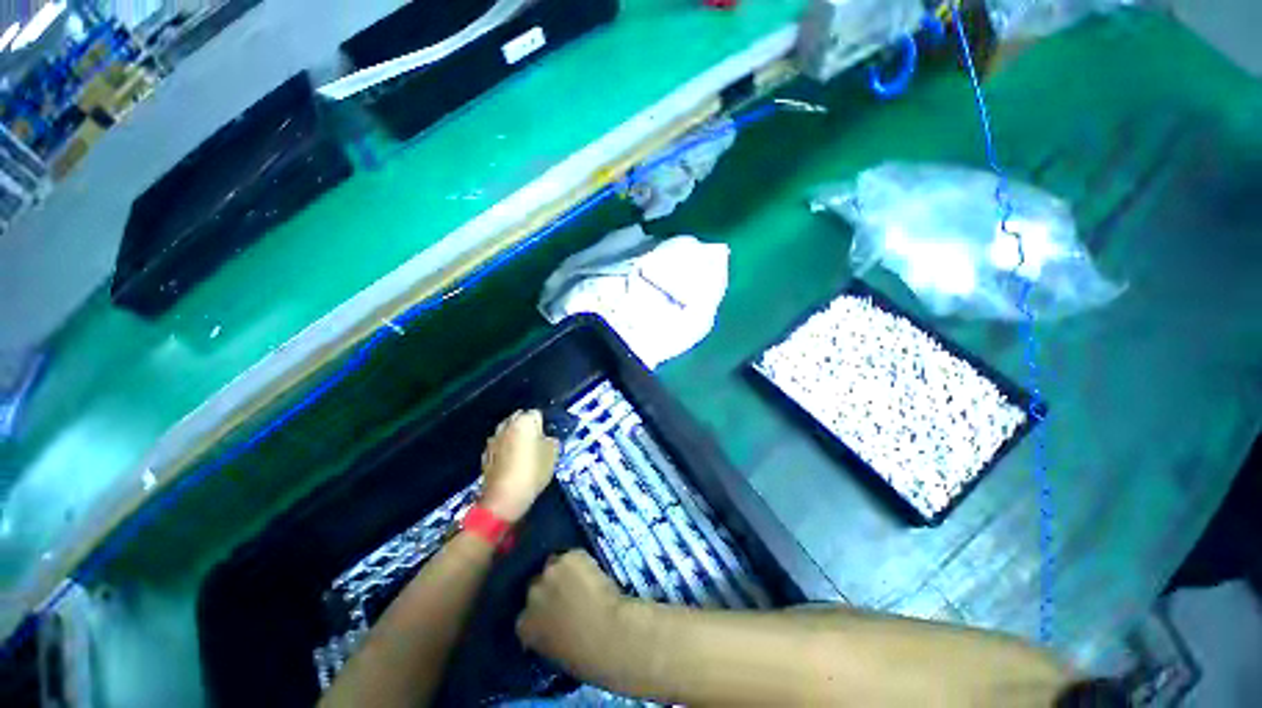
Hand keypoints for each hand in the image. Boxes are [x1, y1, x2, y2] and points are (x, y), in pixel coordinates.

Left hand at [480, 410, 559, 522]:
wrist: (504, 498)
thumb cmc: (533, 471)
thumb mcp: (553, 455)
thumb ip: (551, 441)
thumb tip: (547, 439)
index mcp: (524, 421)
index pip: (537, 414)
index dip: (543, 424)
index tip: (548, 436)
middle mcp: (506, 425)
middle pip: (519, 419)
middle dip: (527, 426)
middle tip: (537, 441)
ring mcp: (493, 439)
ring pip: (507, 431)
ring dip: (514, 437)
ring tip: (523, 451)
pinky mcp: (485, 454)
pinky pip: (499, 445)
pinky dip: (505, 449)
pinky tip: (511, 462)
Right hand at [517, 550, 630, 681]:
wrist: (606, 634)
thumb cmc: (584, 655)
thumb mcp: (555, 652)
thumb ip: (547, 635)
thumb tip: (555, 625)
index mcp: (524, 626)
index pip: (527, 613)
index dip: (542, 611)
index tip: (554, 613)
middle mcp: (532, 594)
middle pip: (537, 584)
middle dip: (550, 588)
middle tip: (568, 593)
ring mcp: (551, 571)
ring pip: (556, 565)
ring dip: (565, 572)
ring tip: (582, 580)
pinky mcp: (570, 556)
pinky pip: (575, 556)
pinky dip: (583, 562)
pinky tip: (594, 572)